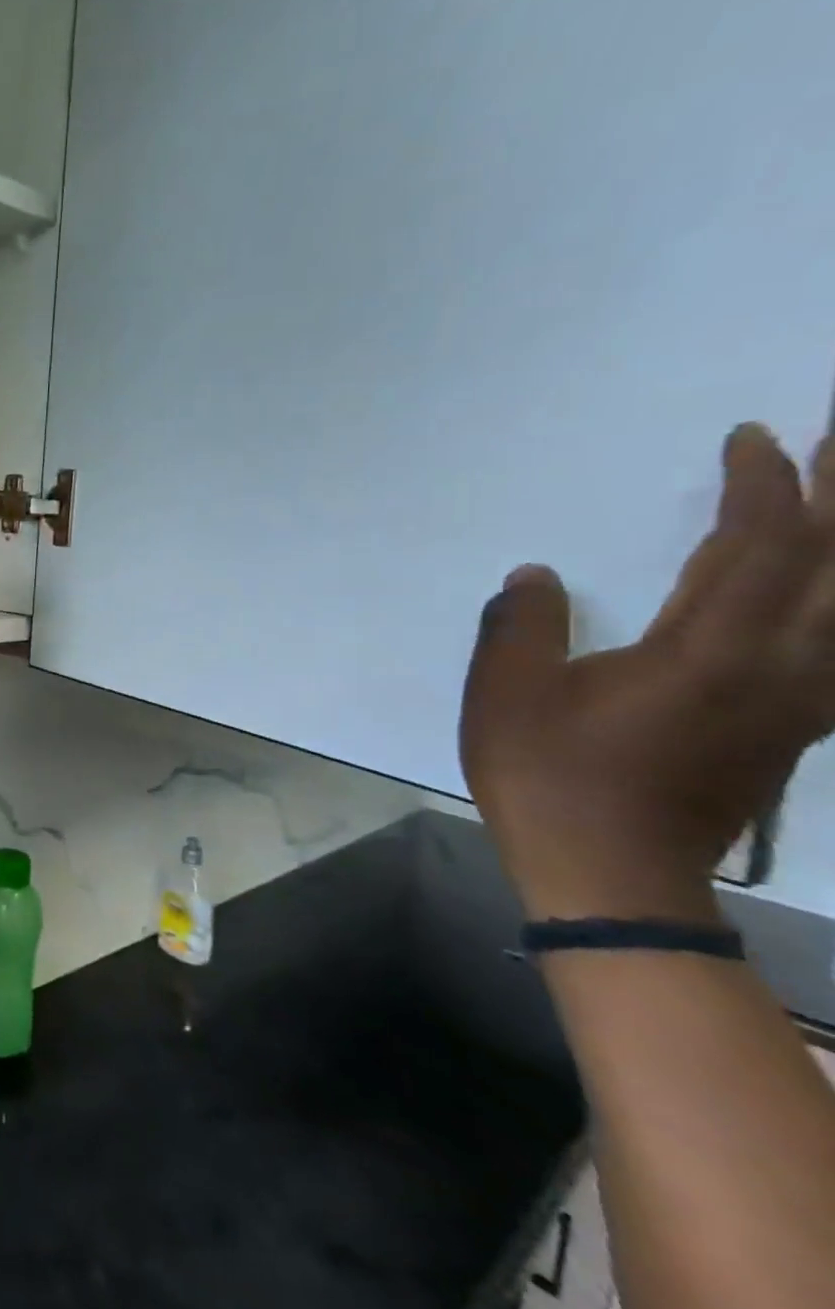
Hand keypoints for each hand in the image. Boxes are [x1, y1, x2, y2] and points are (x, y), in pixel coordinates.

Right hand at [462, 423, 834, 918]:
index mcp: (708, 653)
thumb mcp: (506, 696)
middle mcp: (778, 668)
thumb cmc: (549, 776)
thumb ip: (520, 627)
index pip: (759, 549)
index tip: (753, 437)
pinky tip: (826, 600)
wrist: (610, 871)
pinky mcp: (788, 729)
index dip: (763, 487)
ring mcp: (795, 702)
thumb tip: (535, 575)